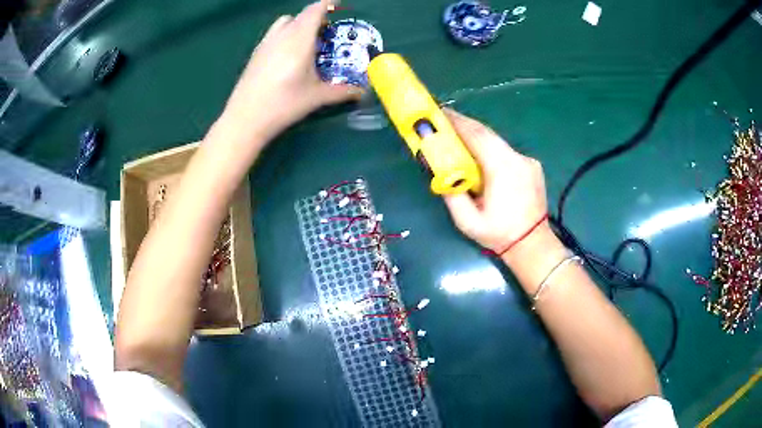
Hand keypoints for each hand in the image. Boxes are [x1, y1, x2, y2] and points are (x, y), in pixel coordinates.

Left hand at [221, 0, 361, 136]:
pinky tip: (288, 55)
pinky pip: (274, 33)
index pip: (315, 10)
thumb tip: (363, 92)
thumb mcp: (317, 97)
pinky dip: (285, 34)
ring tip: (306, 42)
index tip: (339, 5)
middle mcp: (282, 35)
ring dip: (298, 24)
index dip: (328, 4)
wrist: (246, 118)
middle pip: (301, 15)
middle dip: (316, 17)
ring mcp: (266, 43)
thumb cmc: (284, 104)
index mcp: (300, 40)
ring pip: (284, 22)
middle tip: (327, 32)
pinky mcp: (255, 53)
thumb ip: (342, 91)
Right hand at [442, 109, 548, 253]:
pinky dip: (491, 150)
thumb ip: (452, 195)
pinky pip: (507, 152)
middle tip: (446, 122)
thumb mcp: (468, 222)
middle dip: (465, 125)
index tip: (441, 113)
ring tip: (461, 140)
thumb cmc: (500, 235)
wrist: (533, 245)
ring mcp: (527, 161)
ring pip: (498, 142)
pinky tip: (483, 160)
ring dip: (478, 139)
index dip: (458, 122)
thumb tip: (442, 174)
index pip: (478, 136)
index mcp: (502, 169)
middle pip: (488, 134)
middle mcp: (517, 159)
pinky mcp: (532, 166)